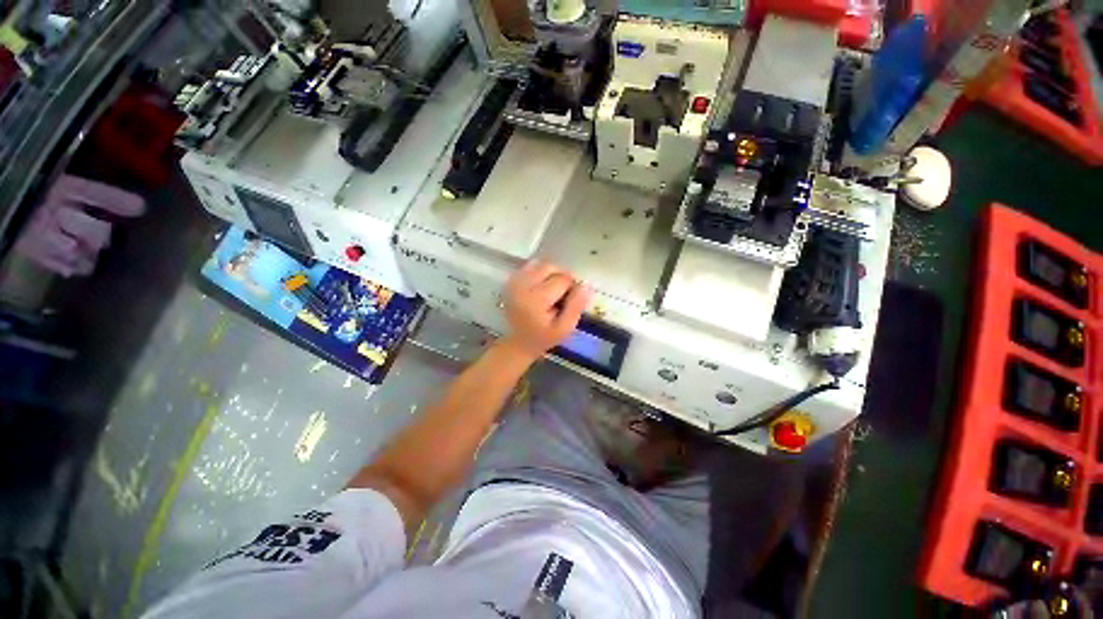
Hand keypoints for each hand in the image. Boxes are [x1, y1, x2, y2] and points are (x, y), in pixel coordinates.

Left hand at [501, 260, 590, 360]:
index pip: (563, 279)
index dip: (572, 287)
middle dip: (561, 277)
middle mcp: (523, 285)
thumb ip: (576, 306)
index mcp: (536, 299)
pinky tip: (541, 287)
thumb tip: (585, 285)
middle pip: (550, 267)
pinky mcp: (511, 280)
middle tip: (562, 294)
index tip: (569, 301)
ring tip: (552, 290)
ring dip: (551, 273)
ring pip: (541, 264)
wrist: (518, 342)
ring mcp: (515, 281)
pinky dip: (540, 272)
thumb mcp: (565, 328)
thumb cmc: (544, 337)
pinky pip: (531, 266)